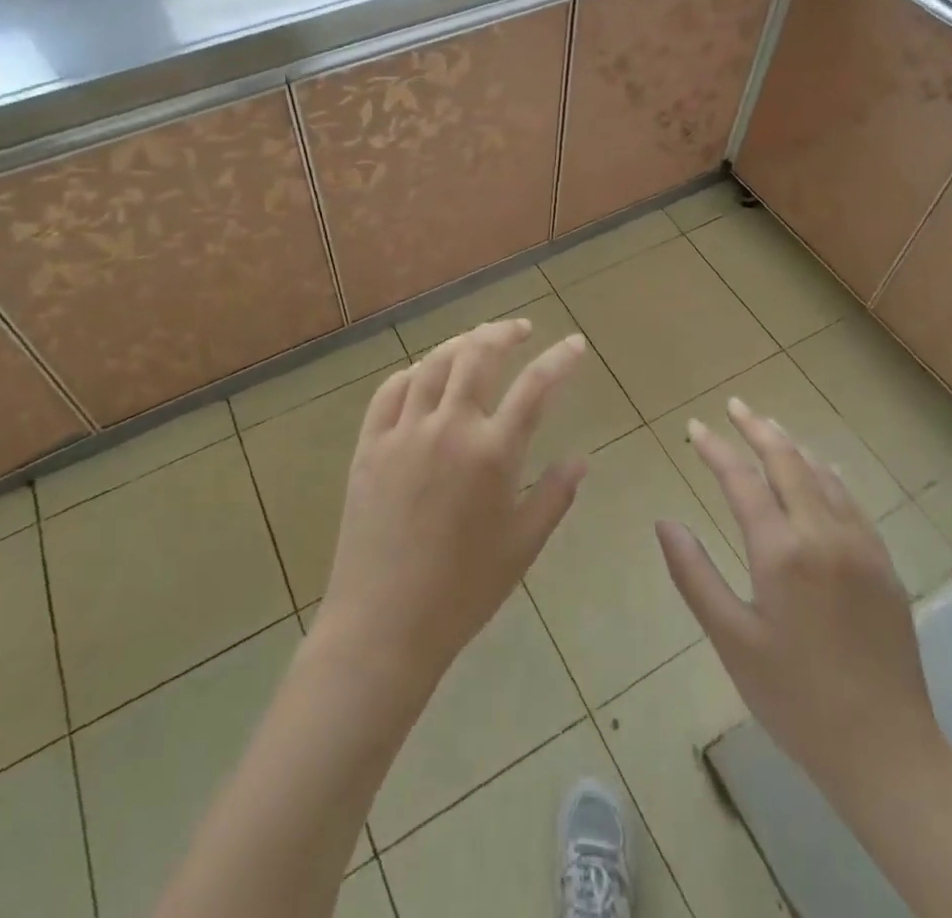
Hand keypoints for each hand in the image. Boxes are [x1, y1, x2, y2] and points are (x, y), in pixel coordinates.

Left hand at [316, 318, 587, 691]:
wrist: (384, 623)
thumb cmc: (463, 591)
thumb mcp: (522, 546)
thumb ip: (555, 496)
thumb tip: (582, 458)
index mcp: (492, 454)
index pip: (535, 387)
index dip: (559, 359)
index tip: (574, 343)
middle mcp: (449, 428)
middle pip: (478, 356)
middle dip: (503, 333)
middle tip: (520, 329)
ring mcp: (404, 432)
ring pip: (433, 364)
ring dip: (460, 343)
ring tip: (477, 341)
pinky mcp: (370, 444)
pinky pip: (390, 391)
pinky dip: (413, 372)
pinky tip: (424, 373)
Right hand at [656, 398, 942, 804]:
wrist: (888, 753)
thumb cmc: (796, 699)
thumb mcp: (732, 640)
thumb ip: (694, 575)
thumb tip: (664, 522)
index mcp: (782, 552)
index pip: (742, 480)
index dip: (716, 449)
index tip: (695, 428)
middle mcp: (823, 535)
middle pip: (788, 462)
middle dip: (758, 429)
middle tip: (735, 406)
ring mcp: (860, 547)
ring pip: (823, 475)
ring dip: (792, 446)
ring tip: (770, 428)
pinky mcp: (883, 565)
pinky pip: (850, 500)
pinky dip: (826, 474)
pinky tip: (820, 472)